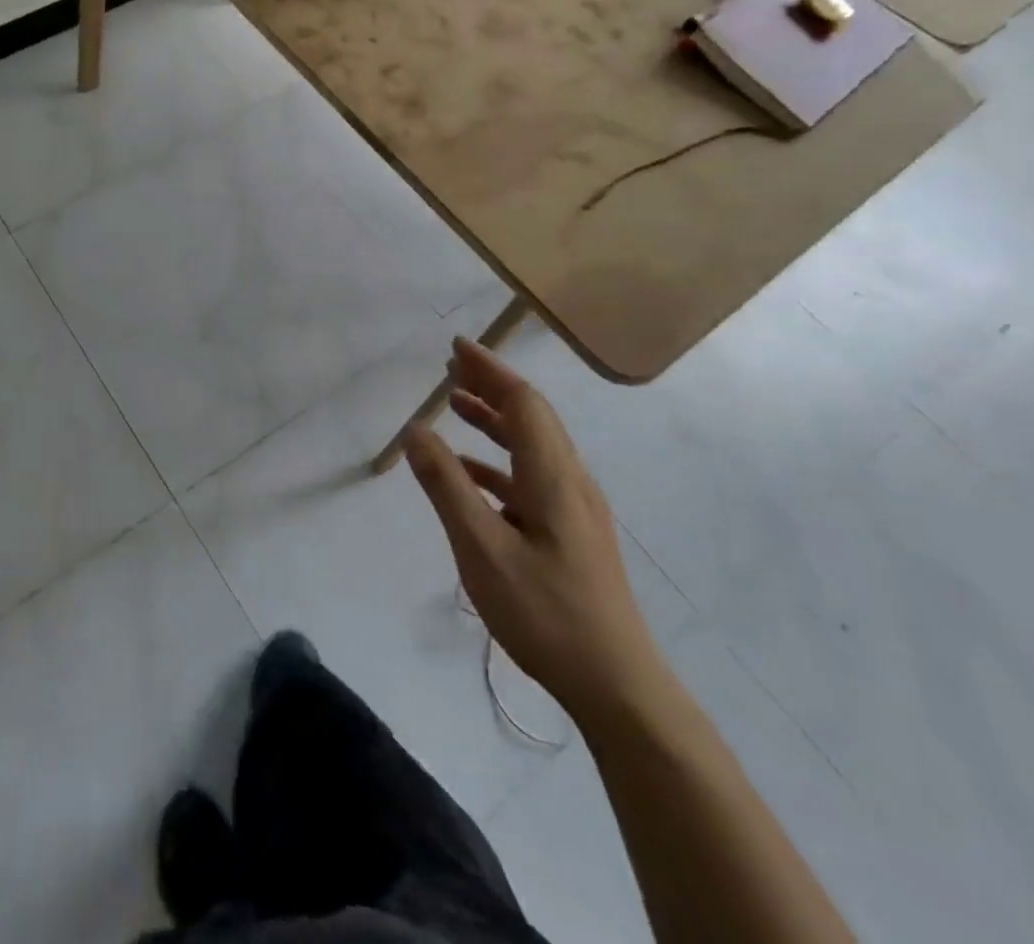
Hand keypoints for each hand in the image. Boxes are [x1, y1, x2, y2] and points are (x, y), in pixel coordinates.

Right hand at [404, 338, 668, 729]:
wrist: (617, 685)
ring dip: (495, 421)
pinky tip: (470, 474)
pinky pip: (531, 477)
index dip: (489, 370)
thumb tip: (416, 429)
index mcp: (553, 477)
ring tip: (456, 406)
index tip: (456, 347)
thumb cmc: (545, 613)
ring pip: (533, 446)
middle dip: (492, 386)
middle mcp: (570, 481)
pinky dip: (498, 461)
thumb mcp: (481, 548)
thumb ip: (446, 485)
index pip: (522, 403)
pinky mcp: (573, 533)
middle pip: (532, 417)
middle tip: (452, 367)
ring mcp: (575, 509)